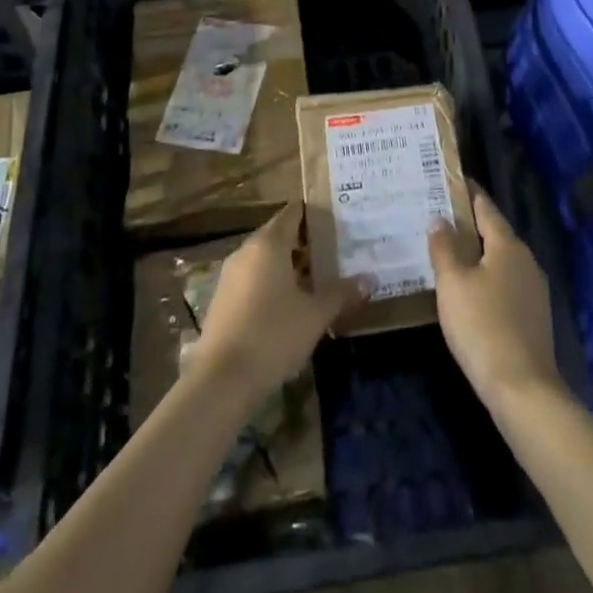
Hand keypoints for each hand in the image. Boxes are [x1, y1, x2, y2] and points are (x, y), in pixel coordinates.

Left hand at [184, 203, 366, 402]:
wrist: (221, 380)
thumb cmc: (273, 335)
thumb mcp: (315, 315)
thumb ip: (341, 293)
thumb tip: (370, 278)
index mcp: (268, 243)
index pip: (293, 213)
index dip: (314, 213)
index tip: (337, 218)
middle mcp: (247, 250)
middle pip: (279, 235)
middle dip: (306, 243)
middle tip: (335, 252)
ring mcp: (230, 275)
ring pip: (266, 259)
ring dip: (289, 265)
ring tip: (318, 280)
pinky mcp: (223, 299)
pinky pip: (253, 278)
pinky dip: (272, 282)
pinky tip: (291, 305)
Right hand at [429, 184, 561, 412]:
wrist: (523, 391)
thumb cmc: (483, 327)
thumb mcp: (453, 284)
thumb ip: (444, 248)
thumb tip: (439, 219)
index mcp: (508, 245)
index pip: (485, 206)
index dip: (466, 192)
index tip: (448, 179)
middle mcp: (525, 260)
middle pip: (493, 232)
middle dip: (467, 224)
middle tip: (437, 217)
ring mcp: (533, 289)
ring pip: (499, 260)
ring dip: (476, 254)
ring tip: (446, 252)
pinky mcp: (533, 316)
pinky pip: (504, 283)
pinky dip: (485, 278)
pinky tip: (467, 290)